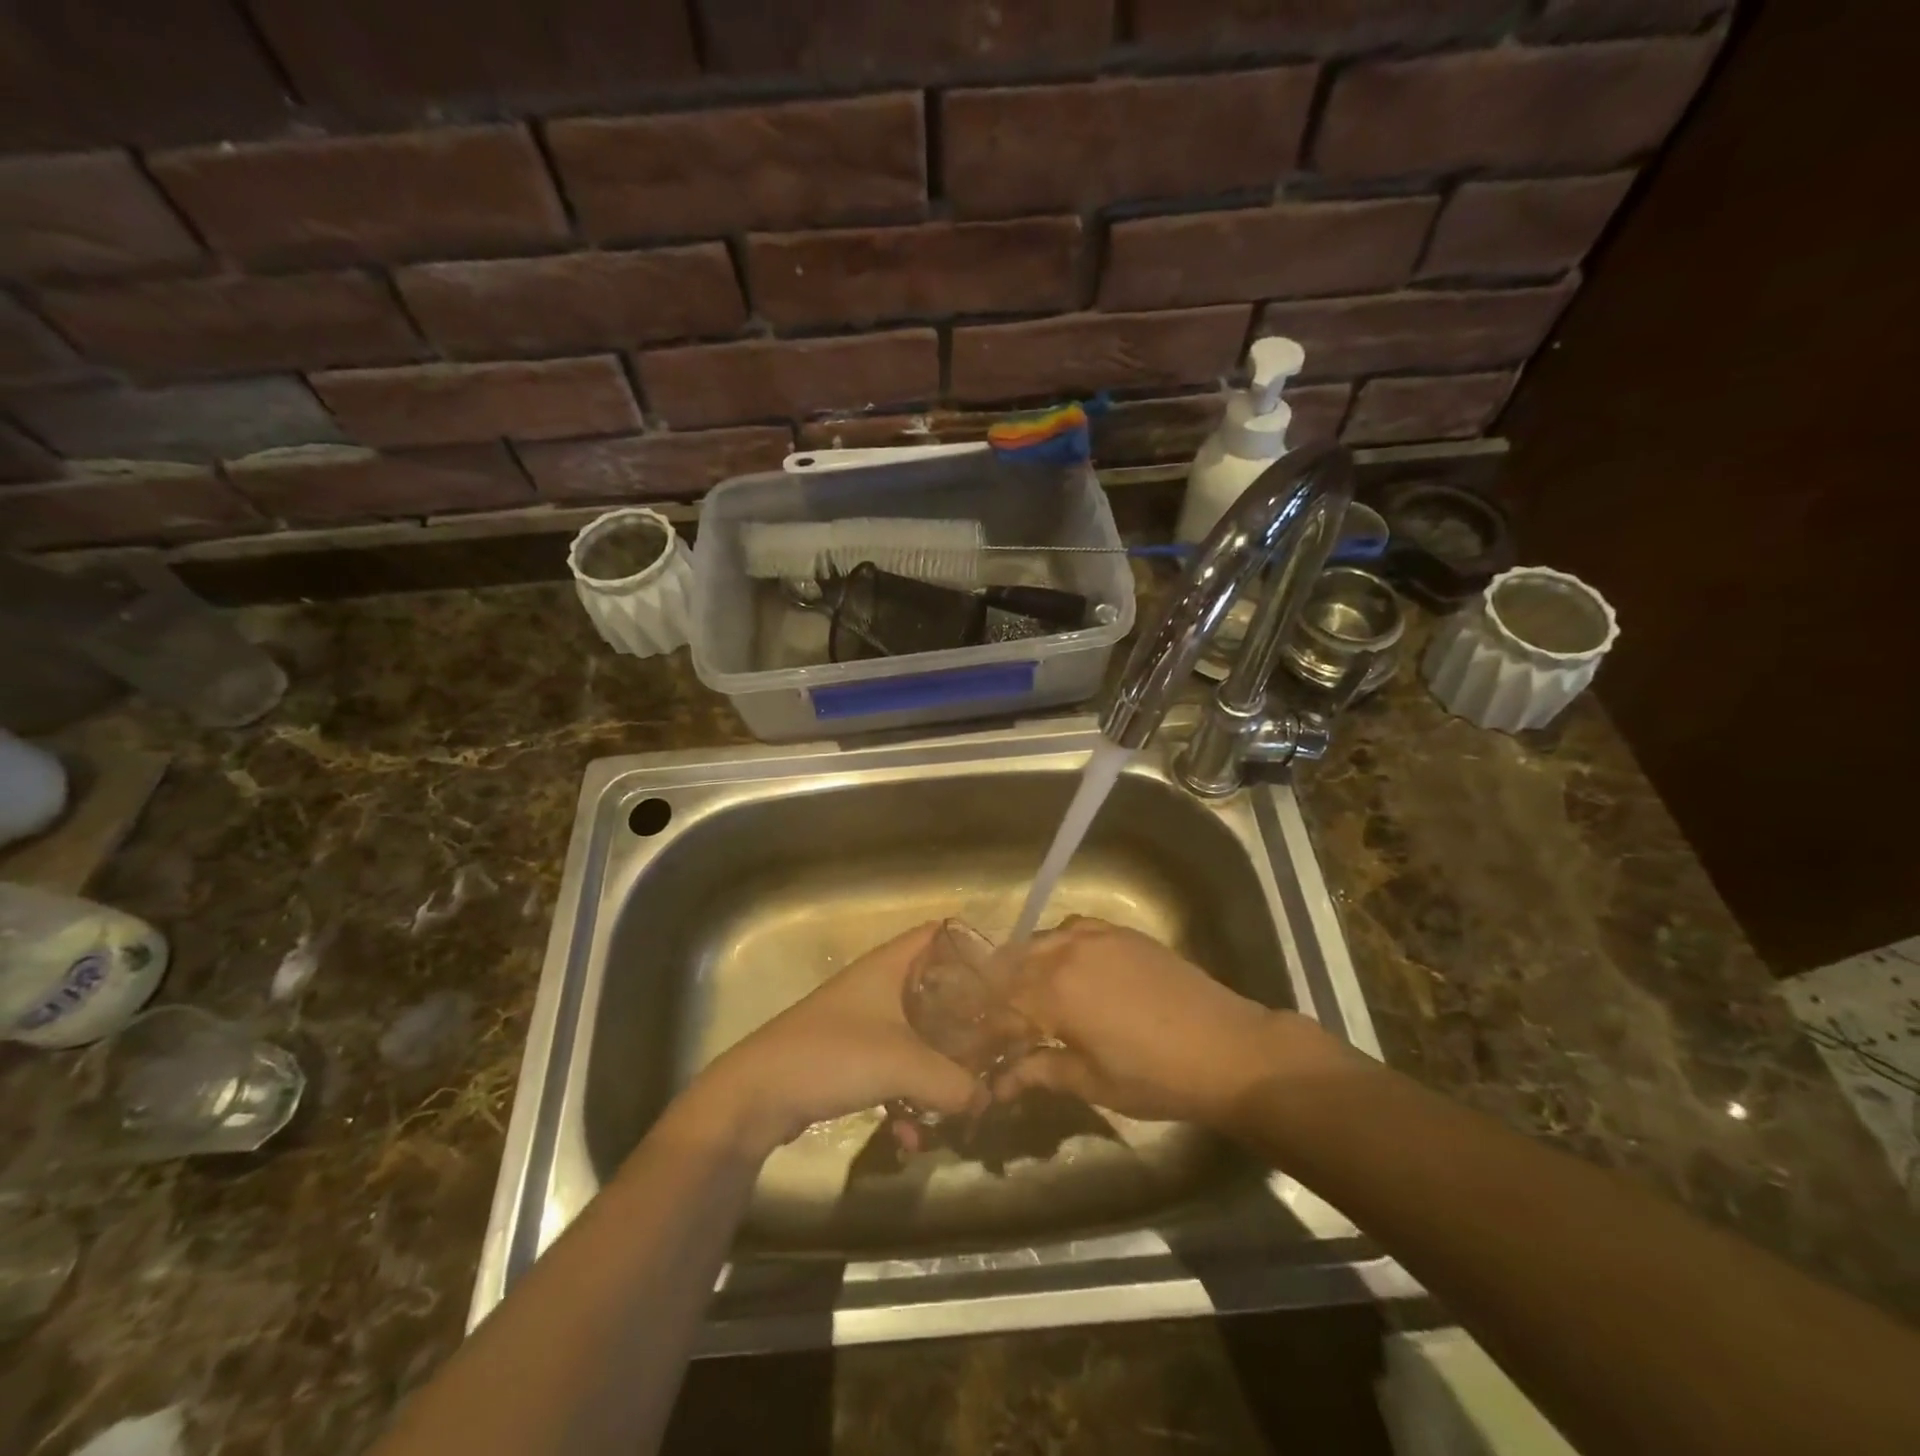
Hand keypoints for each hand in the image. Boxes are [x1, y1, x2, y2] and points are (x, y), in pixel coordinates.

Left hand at [686, 923, 985, 1155]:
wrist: (757, 1095)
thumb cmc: (833, 1055)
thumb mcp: (903, 1064)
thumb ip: (953, 1082)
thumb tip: (987, 1099)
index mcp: (889, 965)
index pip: (938, 935)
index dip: (972, 948)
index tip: (1005, 978)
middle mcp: (877, 986)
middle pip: (934, 991)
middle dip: (965, 1021)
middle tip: (997, 1045)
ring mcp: (862, 1023)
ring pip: (916, 1036)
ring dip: (936, 1070)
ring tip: (959, 1104)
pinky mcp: (849, 1058)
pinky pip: (893, 1070)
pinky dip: (906, 1097)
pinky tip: (910, 1137)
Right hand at [995, 916, 1335, 1126]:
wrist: (1227, 1048)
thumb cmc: (1155, 1077)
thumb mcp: (1092, 1082)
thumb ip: (1041, 1072)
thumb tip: (998, 1083)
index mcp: (1053, 991)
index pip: (1000, 1001)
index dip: (984, 1023)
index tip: (976, 1043)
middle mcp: (1066, 952)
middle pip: (1013, 963)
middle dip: (998, 989)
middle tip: (996, 1018)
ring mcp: (1096, 936)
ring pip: (1041, 941)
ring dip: (1024, 964)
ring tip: (1025, 993)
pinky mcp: (1121, 933)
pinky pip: (1074, 929)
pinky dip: (1058, 944)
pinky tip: (1066, 965)